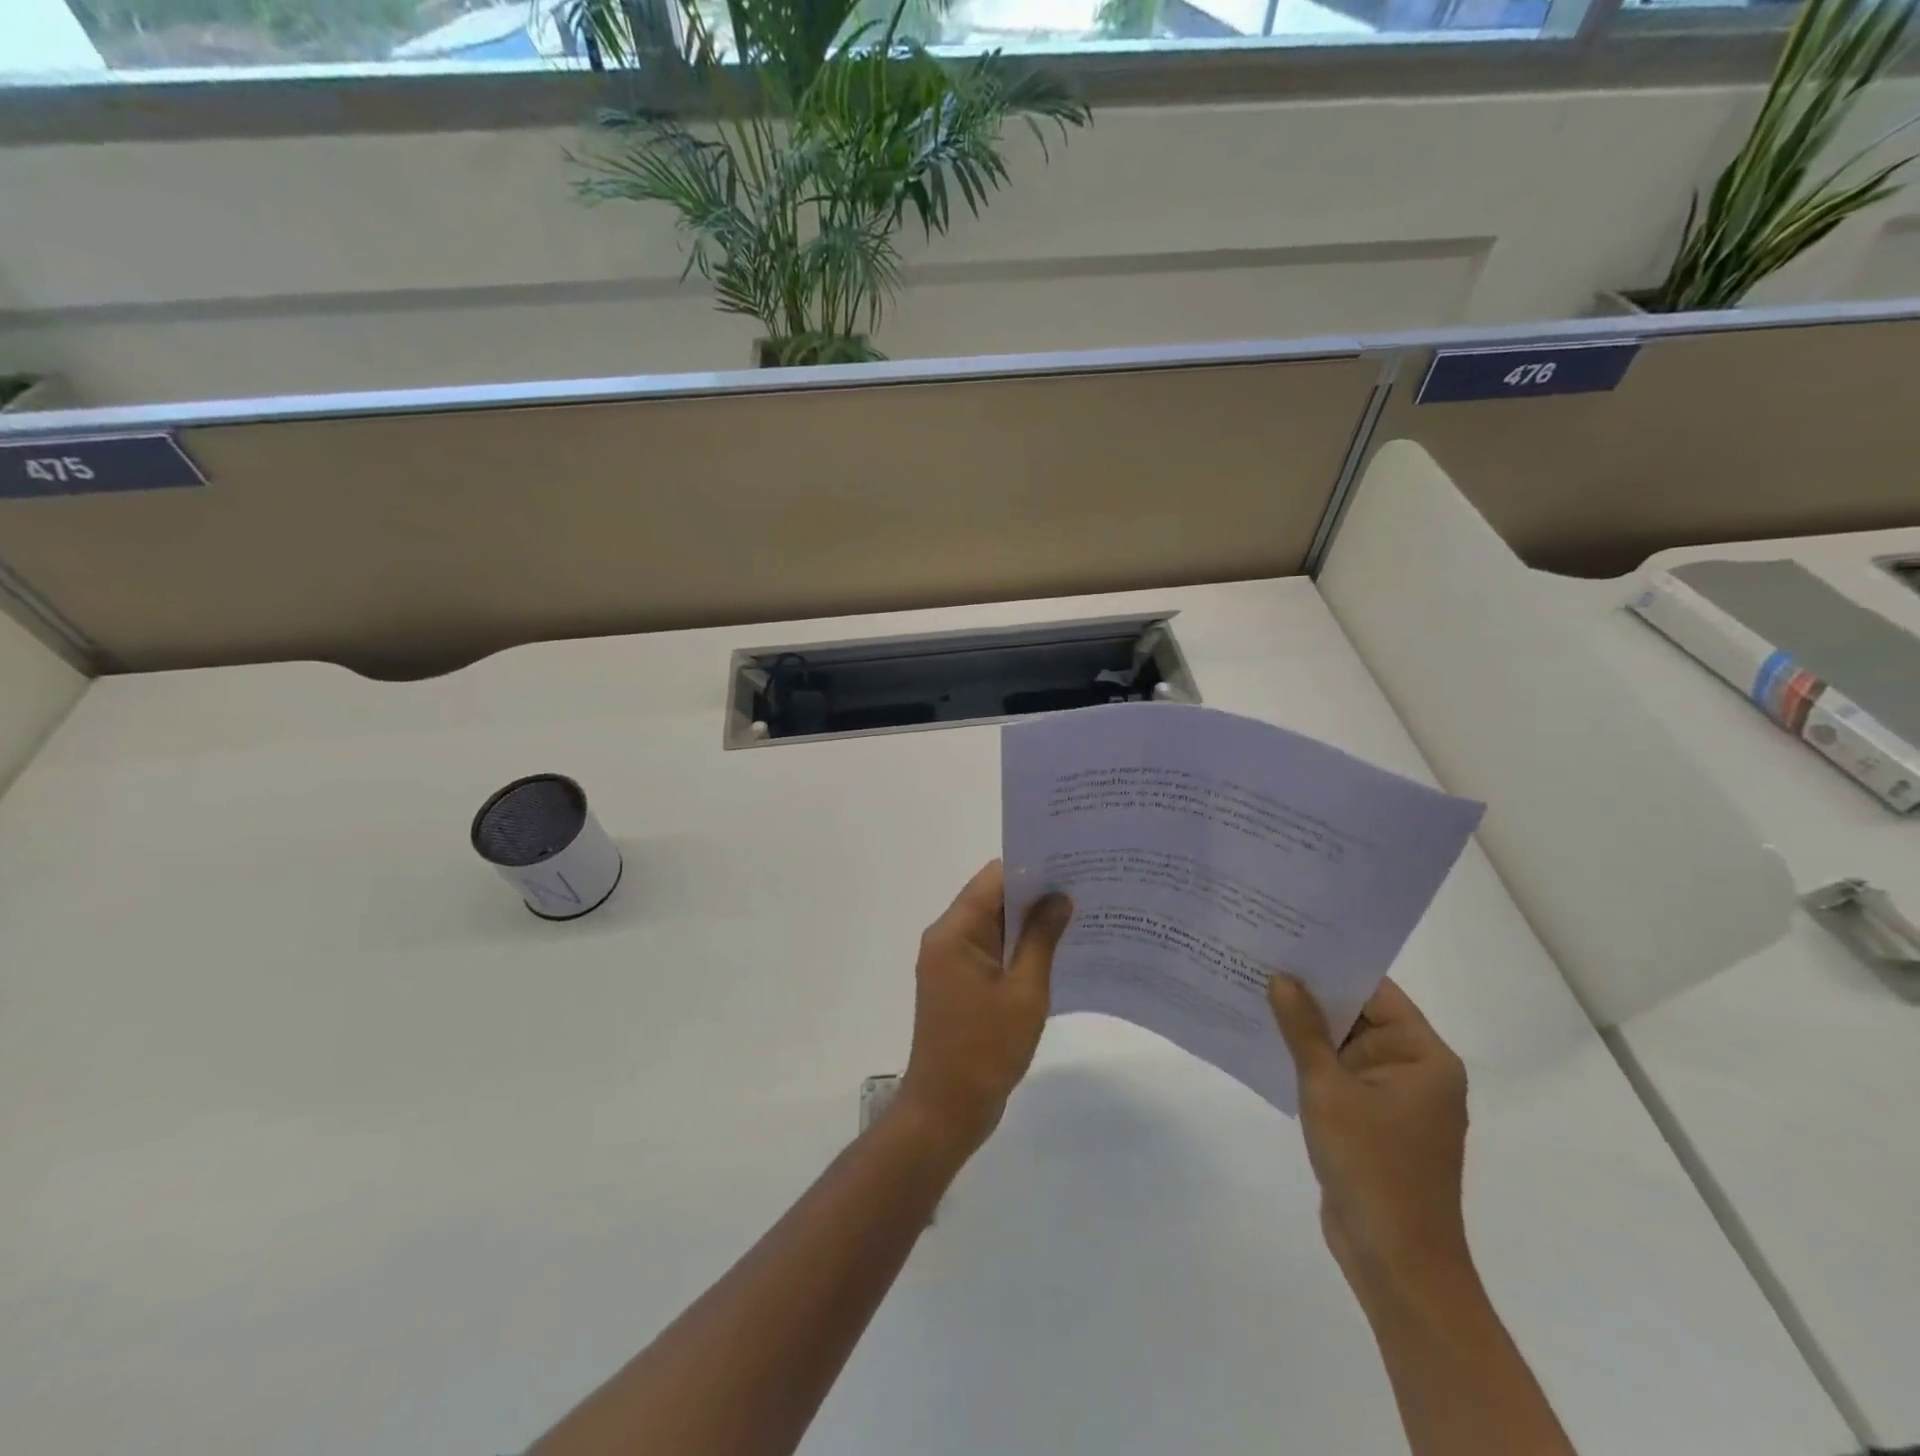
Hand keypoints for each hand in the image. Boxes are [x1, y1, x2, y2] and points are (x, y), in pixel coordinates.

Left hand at [899, 862, 1071, 1155]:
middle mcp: (946, 937)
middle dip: (1035, 894)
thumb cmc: (986, 1050)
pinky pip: (990, 950)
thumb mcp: (1025, 992)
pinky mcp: (958, 983)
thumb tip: (1060, 897)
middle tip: (1083, 889)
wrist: (946, 1110)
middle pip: (992, 898)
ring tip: (1077, 915)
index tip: (1071, 866)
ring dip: (1028, 922)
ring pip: (993, 925)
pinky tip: (1055, 952)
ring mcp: (950, 961)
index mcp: (954, 932)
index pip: (993, 879)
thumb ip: (1042, 939)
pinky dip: (1017, 947)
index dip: (1031, 869)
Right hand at [1268, 975, 1472, 1312]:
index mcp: (1423, 1056)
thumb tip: (1280, 977)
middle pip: (1359, 1015)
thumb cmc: (1372, 1166)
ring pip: (1344, 1045)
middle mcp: (1414, 1070)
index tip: (1287, 939)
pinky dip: (1308, 1058)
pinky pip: (1337, 1074)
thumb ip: (1302, 1030)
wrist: (1395, 1263)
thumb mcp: (1328, 1089)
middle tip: (1260, 957)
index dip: (1332, 965)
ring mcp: (1392, 1098)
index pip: (1375, 991)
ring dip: (1305, 1026)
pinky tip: (1266, 1039)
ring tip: (1253, 988)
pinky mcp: (1371, 1121)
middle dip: (1311, 993)